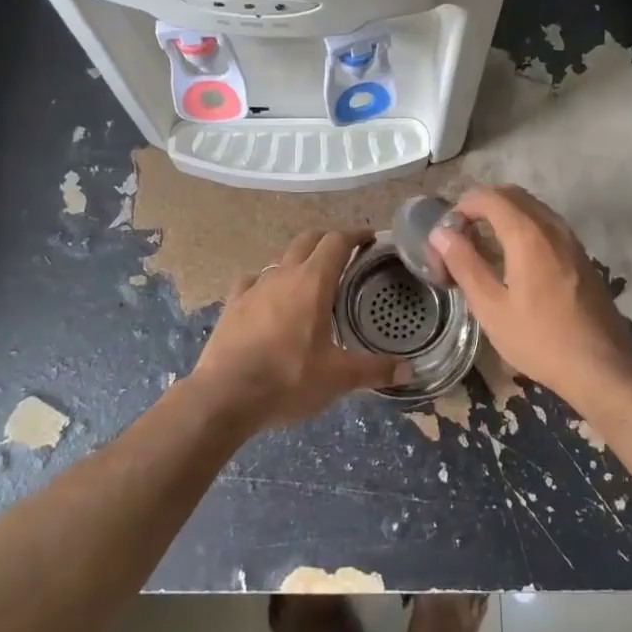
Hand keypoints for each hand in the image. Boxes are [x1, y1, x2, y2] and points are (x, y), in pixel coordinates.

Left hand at [190, 229, 410, 431]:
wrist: (224, 396)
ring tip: (309, 282)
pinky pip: (252, 281)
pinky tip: (268, 299)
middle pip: (307, 240)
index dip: (355, 235)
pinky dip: (266, 283)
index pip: (337, 241)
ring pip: (280, 260)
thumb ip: (374, 370)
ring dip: (298, 262)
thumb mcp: (338, 378)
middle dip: (327, 240)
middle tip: (344, 255)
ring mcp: (254, 287)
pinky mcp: (232, 304)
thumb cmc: (288, 379)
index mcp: (313, 282)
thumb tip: (408, 370)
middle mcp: (283, 274)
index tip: (369, 238)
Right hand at [429, 185, 631, 411]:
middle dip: (480, 207)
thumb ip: (464, 264)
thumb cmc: (540, 339)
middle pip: (510, 195)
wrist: (603, 367)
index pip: (488, 197)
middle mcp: (552, 225)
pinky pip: (545, 224)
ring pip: (530, 207)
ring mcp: (570, 238)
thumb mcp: (491, 307)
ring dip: (502, 216)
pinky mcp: (580, 254)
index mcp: (527, 234)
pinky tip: (512, 261)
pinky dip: (522, 227)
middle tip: (460, 238)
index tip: (447, 236)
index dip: (461, 208)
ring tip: (482, 249)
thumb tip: (440, 234)